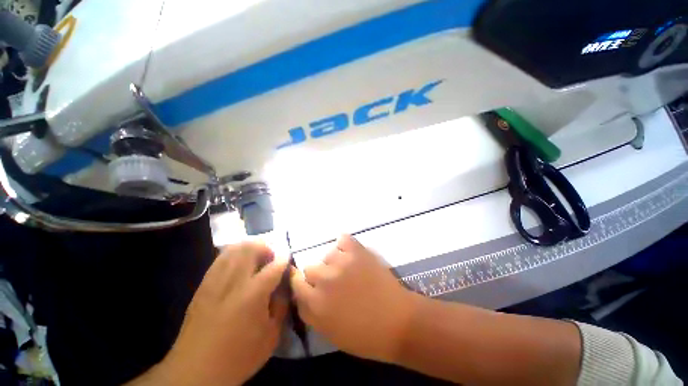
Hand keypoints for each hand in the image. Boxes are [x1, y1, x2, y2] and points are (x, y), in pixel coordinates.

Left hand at [156, 242, 288, 385]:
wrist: (196, 371)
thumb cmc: (240, 356)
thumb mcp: (271, 334)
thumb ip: (282, 303)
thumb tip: (284, 283)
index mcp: (254, 294)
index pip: (275, 265)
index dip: (285, 258)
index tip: (288, 258)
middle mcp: (234, 281)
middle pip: (251, 248)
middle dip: (265, 248)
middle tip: (271, 259)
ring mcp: (216, 281)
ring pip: (234, 249)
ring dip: (249, 248)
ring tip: (256, 259)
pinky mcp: (204, 285)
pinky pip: (221, 259)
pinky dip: (234, 255)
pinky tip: (238, 265)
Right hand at [290, 234, 418, 362]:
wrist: (398, 321)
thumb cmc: (365, 335)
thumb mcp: (329, 333)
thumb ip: (310, 312)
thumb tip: (302, 295)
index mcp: (315, 303)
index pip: (296, 283)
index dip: (303, 284)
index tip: (310, 285)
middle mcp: (324, 279)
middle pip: (309, 267)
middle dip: (318, 275)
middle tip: (333, 282)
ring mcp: (341, 262)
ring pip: (326, 254)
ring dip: (333, 261)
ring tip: (347, 269)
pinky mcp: (357, 251)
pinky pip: (343, 239)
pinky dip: (345, 245)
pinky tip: (350, 253)